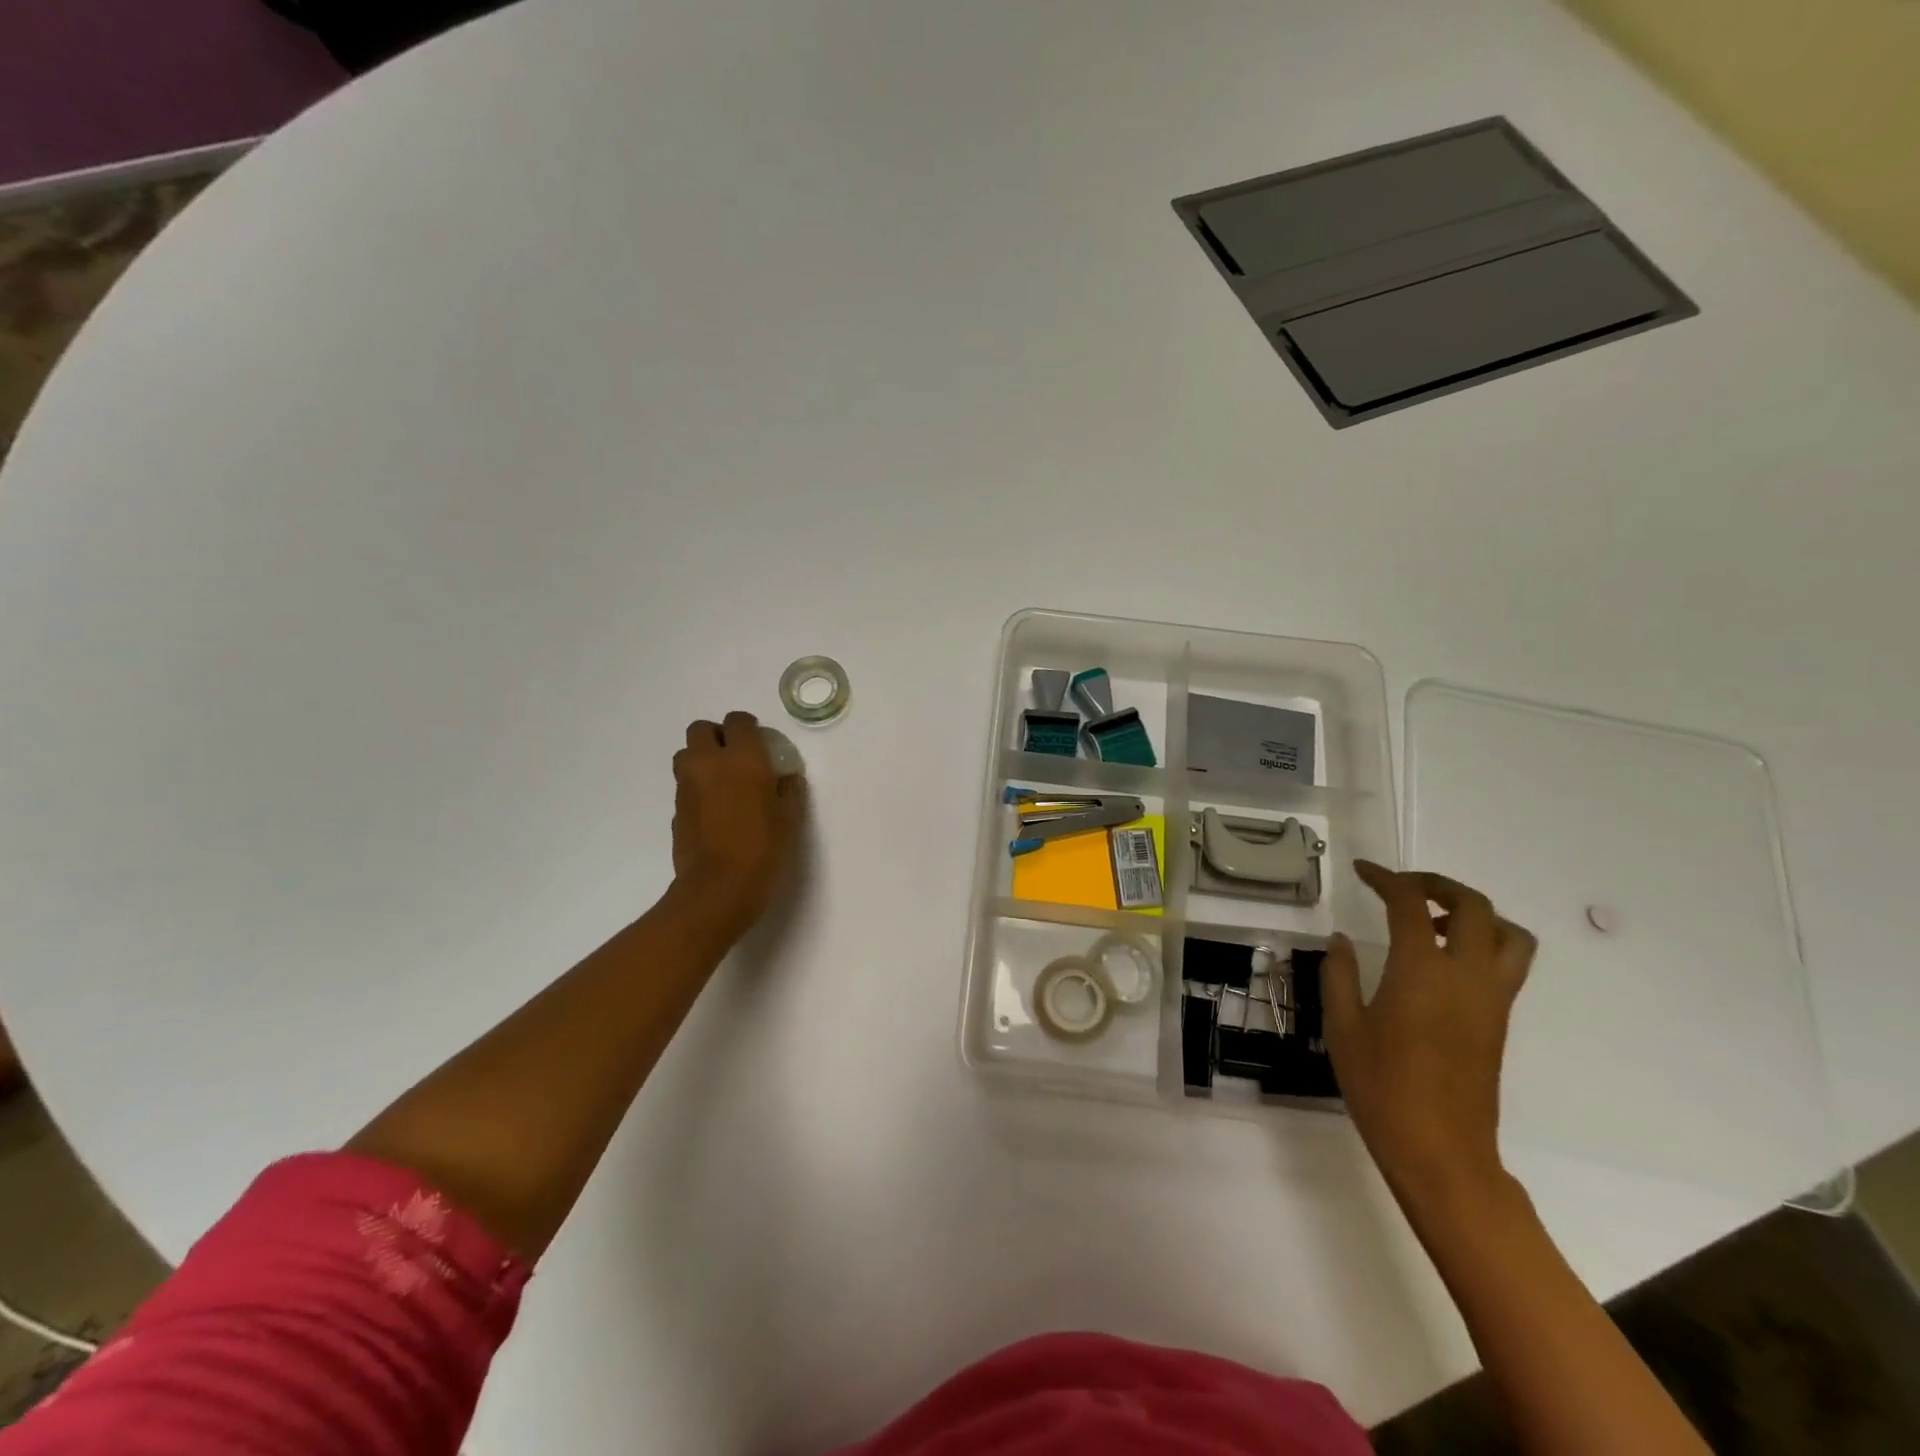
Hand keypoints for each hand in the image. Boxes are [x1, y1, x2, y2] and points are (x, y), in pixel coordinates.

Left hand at [669, 712, 804, 940]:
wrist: (718, 888)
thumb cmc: (763, 848)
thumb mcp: (790, 818)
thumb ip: (789, 790)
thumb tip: (786, 778)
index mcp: (743, 758)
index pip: (738, 721)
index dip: (748, 727)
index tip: (760, 742)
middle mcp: (709, 763)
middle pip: (701, 729)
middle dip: (717, 736)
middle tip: (735, 756)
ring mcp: (687, 785)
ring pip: (686, 754)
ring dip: (701, 759)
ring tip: (721, 781)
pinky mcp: (676, 809)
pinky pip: (684, 785)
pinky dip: (697, 787)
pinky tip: (714, 810)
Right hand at [1324, 861, 1535, 1204]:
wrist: (1440, 1151)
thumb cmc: (1381, 1086)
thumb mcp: (1343, 1026)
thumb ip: (1340, 974)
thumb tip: (1342, 940)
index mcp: (1421, 971)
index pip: (1411, 904)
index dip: (1387, 879)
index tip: (1363, 871)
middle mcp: (1466, 975)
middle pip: (1474, 906)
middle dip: (1439, 885)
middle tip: (1403, 888)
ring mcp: (1491, 999)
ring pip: (1509, 935)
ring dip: (1475, 914)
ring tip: (1433, 924)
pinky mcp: (1499, 1021)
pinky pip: (1506, 963)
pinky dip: (1481, 943)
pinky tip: (1438, 963)